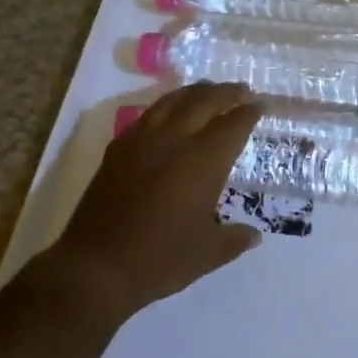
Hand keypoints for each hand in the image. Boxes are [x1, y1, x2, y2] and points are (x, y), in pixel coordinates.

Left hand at [46, 82, 262, 322]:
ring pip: (173, 101)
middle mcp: (174, 140)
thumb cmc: (160, 260)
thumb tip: (254, 236)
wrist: (96, 267)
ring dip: (195, 92)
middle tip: (242, 90)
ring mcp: (142, 141)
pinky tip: (169, 112)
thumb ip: (235, 239)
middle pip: (204, 101)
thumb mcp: (208, 254)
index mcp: (203, 161)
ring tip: (209, 91)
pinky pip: (148, 114)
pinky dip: (167, 105)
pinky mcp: (118, 149)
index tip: (261, 105)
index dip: (249, 112)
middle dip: (226, 92)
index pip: (233, 124)